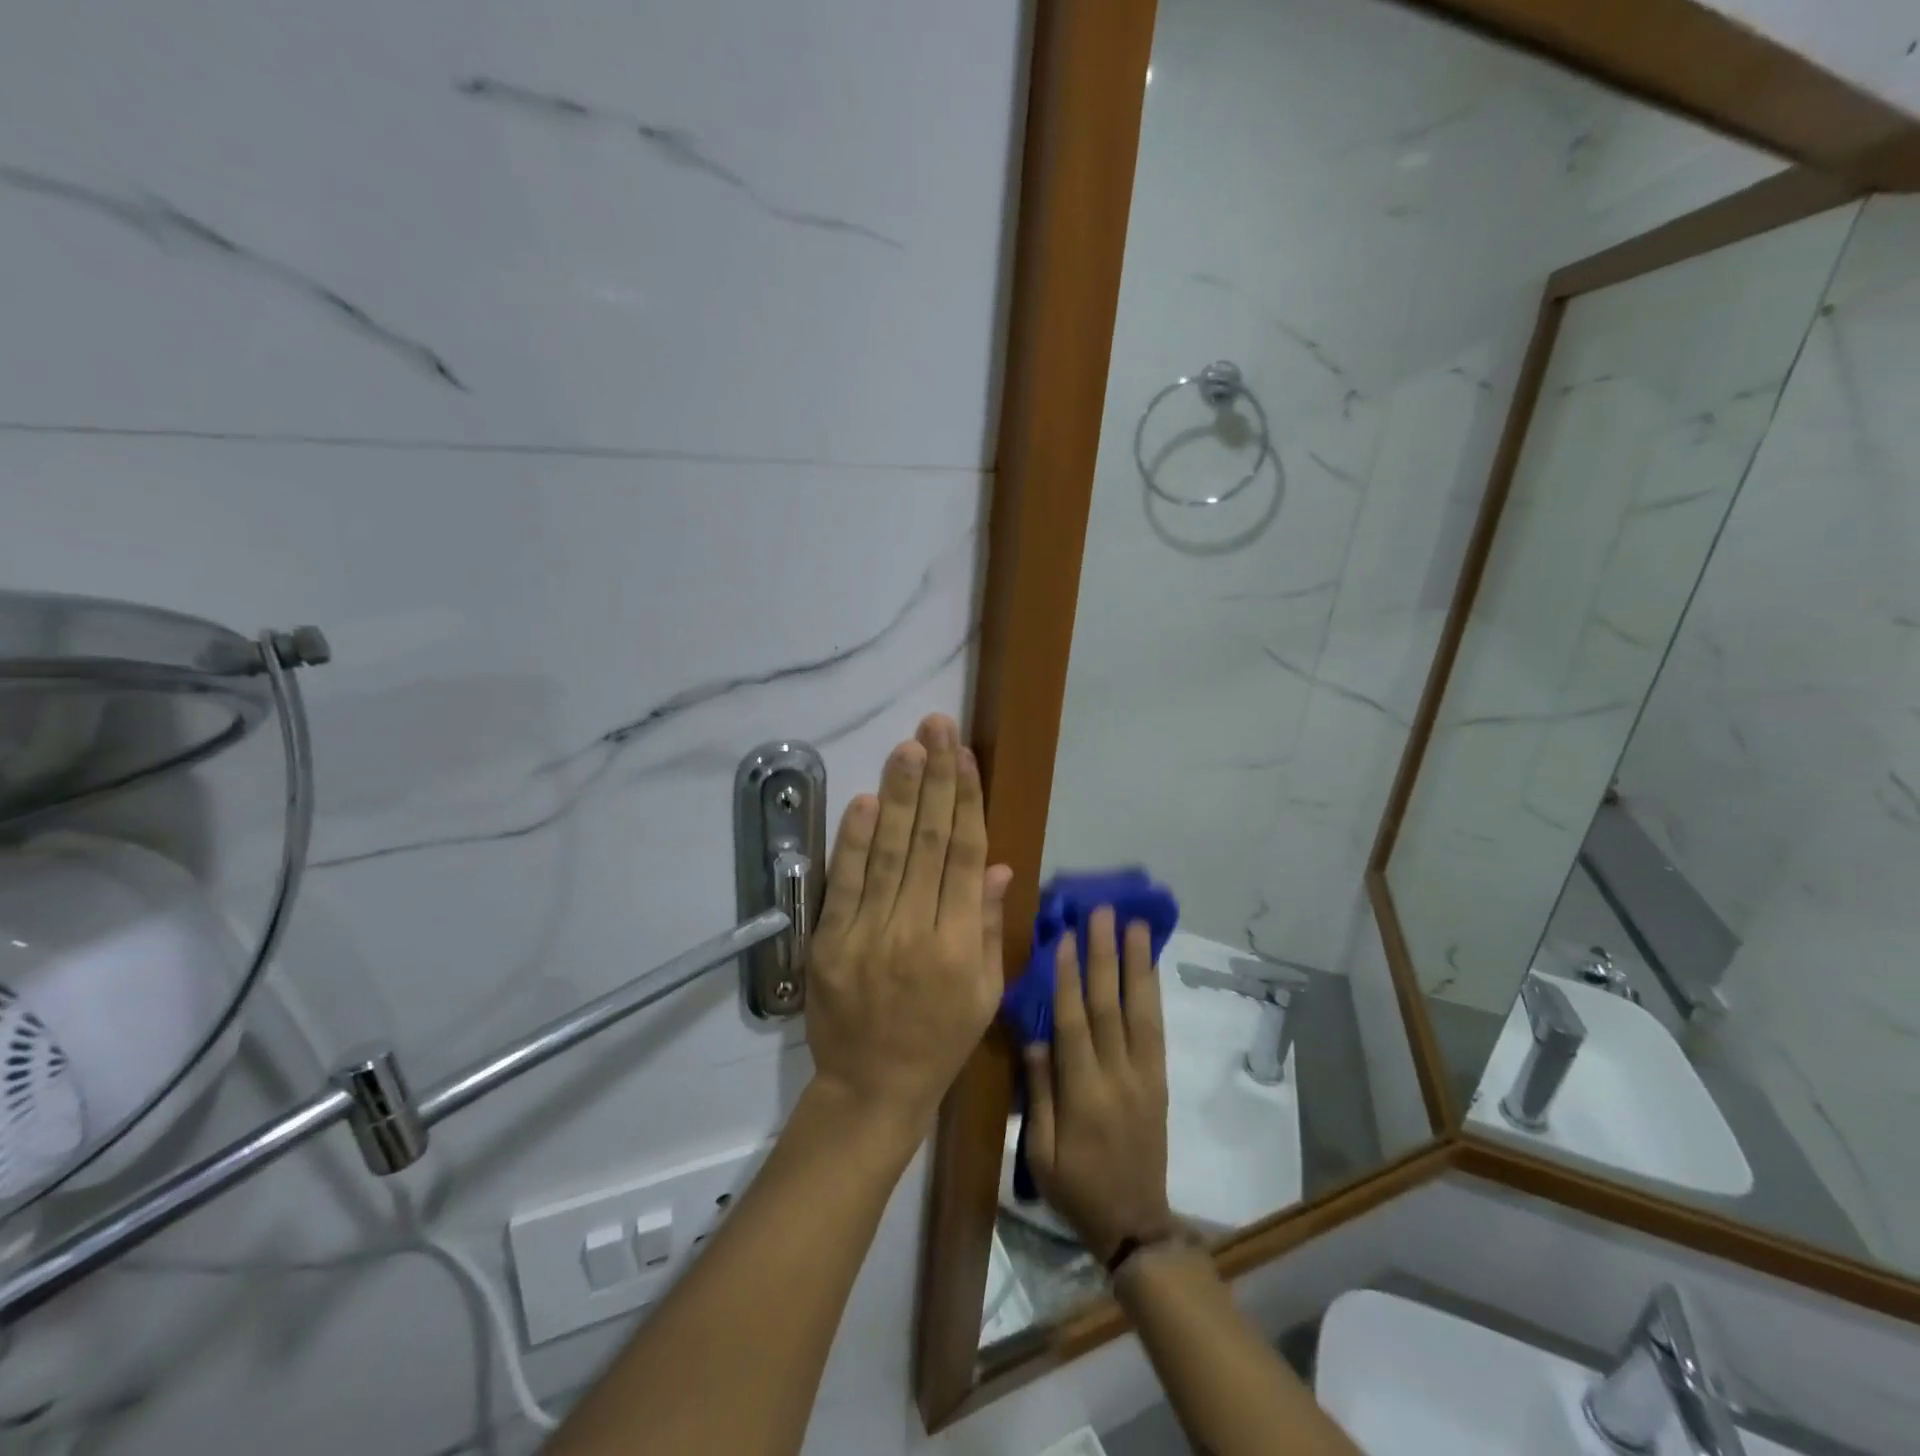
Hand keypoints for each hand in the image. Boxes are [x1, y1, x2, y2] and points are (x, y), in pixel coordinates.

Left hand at [805, 714, 1013, 1141]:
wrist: (872, 1087)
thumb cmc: (940, 1040)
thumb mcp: (985, 993)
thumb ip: (990, 926)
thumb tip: (997, 866)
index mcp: (960, 944)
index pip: (965, 855)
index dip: (966, 801)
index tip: (965, 756)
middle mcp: (916, 931)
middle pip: (929, 842)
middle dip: (935, 779)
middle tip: (936, 727)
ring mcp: (868, 934)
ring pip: (889, 852)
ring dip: (899, 795)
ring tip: (909, 748)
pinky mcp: (830, 942)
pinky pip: (845, 883)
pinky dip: (854, 840)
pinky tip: (867, 801)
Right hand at [1022, 908, 1174, 1262]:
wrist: (1135, 1223)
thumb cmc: (1076, 1188)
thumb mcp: (1040, 1152)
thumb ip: (1040, 1092)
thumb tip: (1035, 1037)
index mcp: (1083, 1095)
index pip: (1074, 1024)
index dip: (1067, 979)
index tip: (1063, 937)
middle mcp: (1118, 1077)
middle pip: (1110, 1006)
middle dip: (1104, 956)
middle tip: (1101, 913)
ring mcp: (1144, 1076)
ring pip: (1140, 1011)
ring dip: (1136, 964)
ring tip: (1134, 926)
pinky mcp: (1159, 1080)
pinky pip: (1157, 1030)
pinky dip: (1153, 994)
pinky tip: (1149, 967)